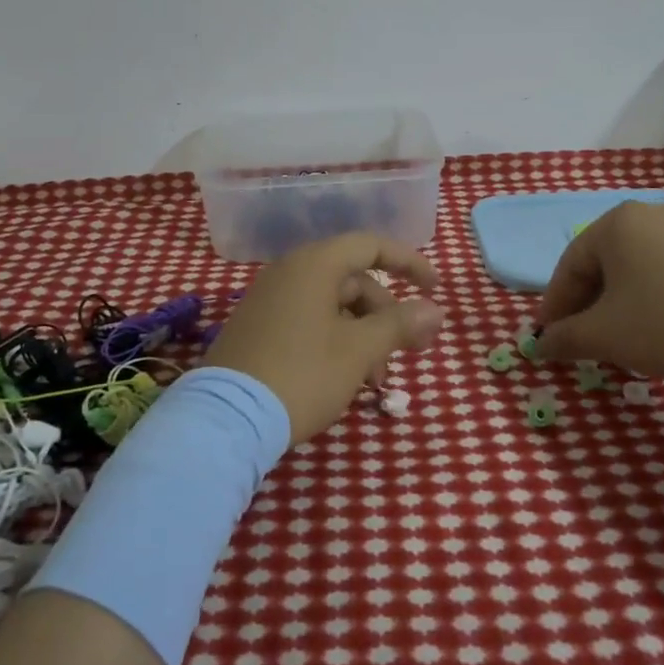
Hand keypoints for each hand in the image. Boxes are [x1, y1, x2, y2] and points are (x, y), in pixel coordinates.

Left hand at [204, 232, 443, 443]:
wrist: (227, 418)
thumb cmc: (302, 374)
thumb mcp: (359, 351)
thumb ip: (400, 324)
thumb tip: (436, 310)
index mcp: (315, 264)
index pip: (371, 245)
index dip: (409, 263)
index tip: (436, 290)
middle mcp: (290, 271)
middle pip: (354, 280)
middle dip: (386, 316)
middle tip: (407, 355)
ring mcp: (270, 299)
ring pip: (333, 305)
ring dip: (363, 335)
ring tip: (374, 381)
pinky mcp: (258, 326)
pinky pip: (309, 320)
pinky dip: (336, 340)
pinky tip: (345, 377)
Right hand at [536, 201, 663, 390]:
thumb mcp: (606, 336)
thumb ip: (565, 338)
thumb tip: (540, 345)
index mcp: (618, 223)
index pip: (570, 264)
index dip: (555, 304)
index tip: (549, 336)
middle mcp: (655, 214)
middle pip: (607, 262)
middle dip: (591, 302)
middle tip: (584, 338)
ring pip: (644, 266)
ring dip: (626, 300)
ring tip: (627, 336)